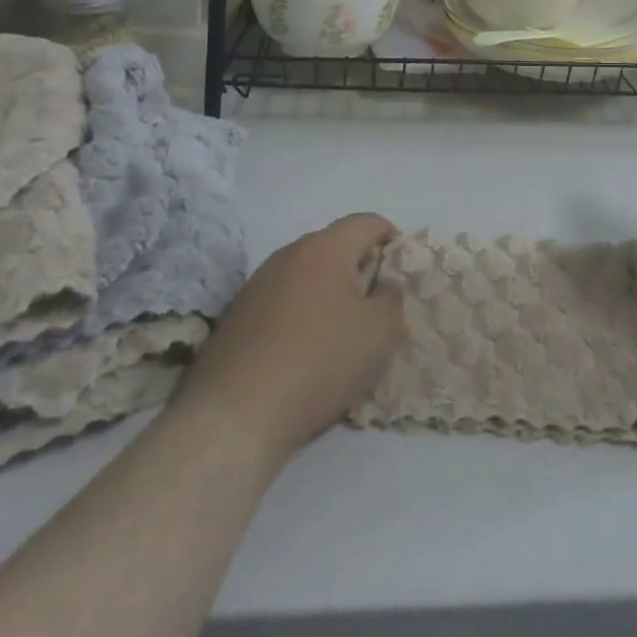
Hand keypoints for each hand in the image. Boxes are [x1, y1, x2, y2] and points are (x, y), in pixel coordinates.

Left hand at [181, 213, 403, 461]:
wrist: (235, 414)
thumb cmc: (320, 361)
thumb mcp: (381, 333)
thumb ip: (393, 299)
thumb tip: (383, 286)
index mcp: (325, 248)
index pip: (365, 222)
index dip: (389, 235)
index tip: (401, 263)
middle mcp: (288, 254)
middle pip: (333, 245)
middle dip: (358, 264)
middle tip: (376, 298)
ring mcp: (257, 283)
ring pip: (305, 273)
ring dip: (327, 290)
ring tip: (341, 326)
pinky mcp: (236, 314)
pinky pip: (281, 300)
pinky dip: (300, 312)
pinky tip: (305, 348)